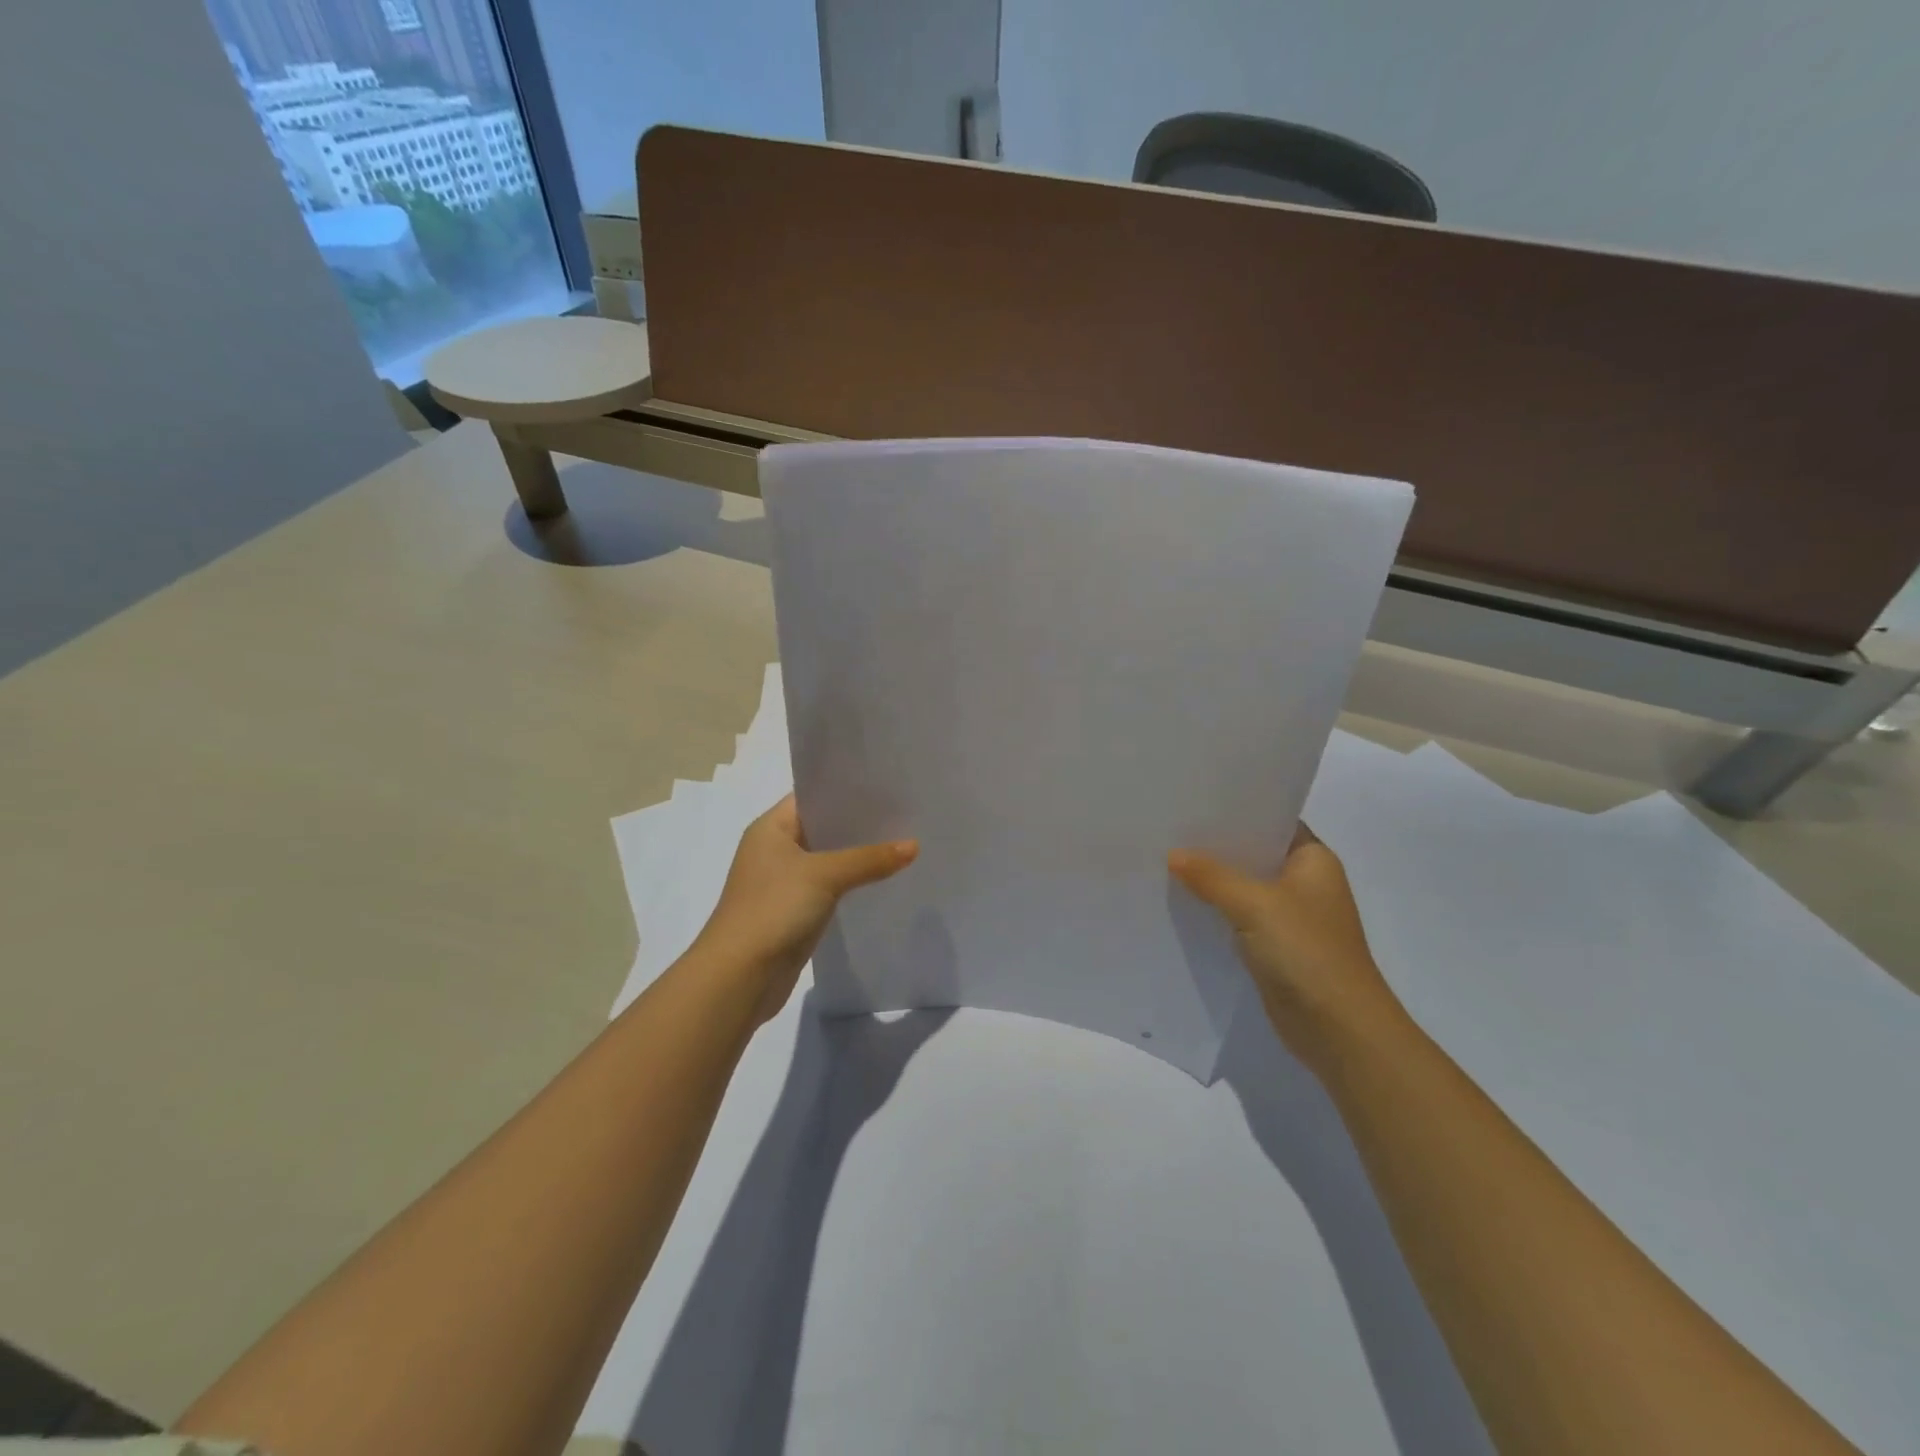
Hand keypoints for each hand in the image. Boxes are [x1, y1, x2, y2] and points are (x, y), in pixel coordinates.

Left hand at [697, 795, 917, 1023]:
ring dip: (857, 857)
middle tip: (904, 815)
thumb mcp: (824, 875)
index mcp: (770, 828)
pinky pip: (828, 888)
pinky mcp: (793, 912)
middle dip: (858, 825)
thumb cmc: (773, 909)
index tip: (886, 787)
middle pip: (822, 829)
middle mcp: (774, 850)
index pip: (812, 797)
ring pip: (827, 860)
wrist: (740, 977)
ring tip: (902, 844)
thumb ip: (869, 859)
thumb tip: (914, 846)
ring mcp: (782, 883)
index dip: (846, 792)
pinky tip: (882, 881)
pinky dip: (850, 884)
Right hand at [1169, 823, 1408, 1068]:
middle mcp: (1305, 883)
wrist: (1338, 1029)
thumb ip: (1212, 877)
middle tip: (1170, 829)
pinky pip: (1239, 917)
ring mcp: (1291, 917)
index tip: (1195, 799)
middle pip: (1255, 854)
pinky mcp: (1275, 947)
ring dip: (1213, 880)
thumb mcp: (1255, 905)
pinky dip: (1216, 910)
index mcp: (1314, 860)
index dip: (1238, 810)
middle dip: (1216, 846)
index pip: (1273, 820)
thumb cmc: (1307, 952)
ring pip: (1244, 887)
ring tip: (1166, 861)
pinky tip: (1182, 903)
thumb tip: (1173, 854)